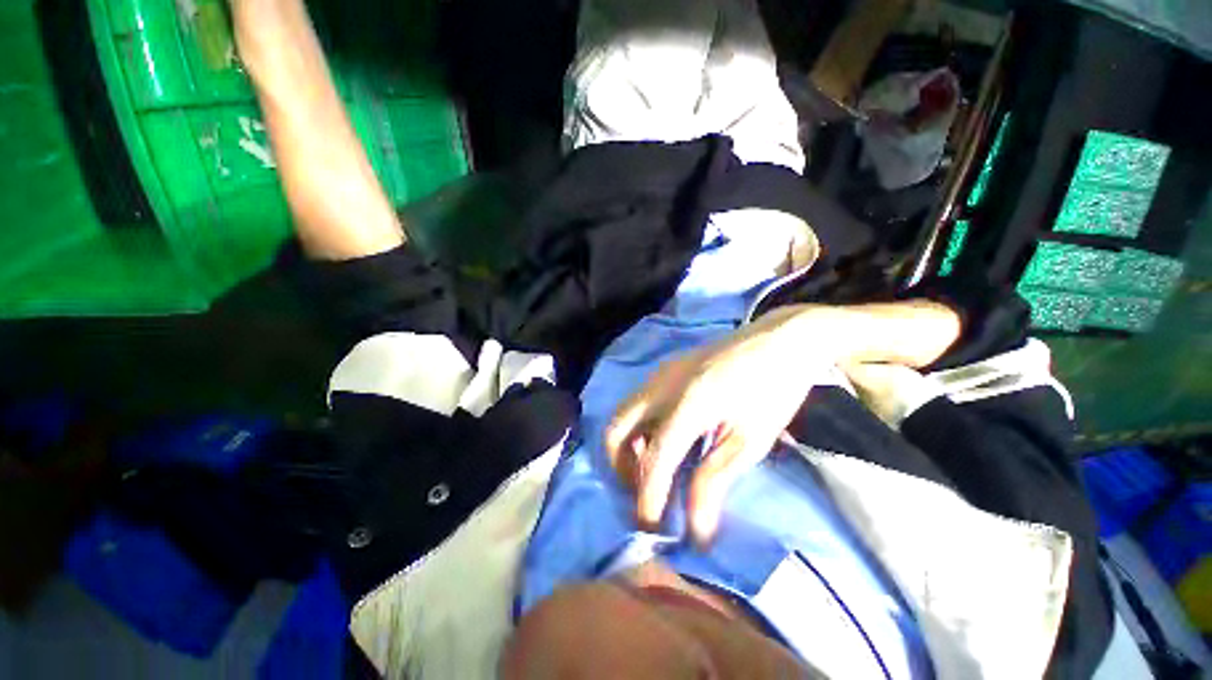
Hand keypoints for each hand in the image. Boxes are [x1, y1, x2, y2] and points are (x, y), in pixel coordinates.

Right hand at [604, 307, 838, 542]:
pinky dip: (638, 428)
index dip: (648, 498)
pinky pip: (637, 403)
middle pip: (616, 429)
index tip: (652, 529)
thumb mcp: (750, 440)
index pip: (655, 459)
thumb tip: (696, 529)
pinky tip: (663, 440)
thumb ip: (715, 480)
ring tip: (653, 470)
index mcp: (689, 404)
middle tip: (643, 491)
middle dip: (620, 467)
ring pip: (623, 414)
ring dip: (627, 447)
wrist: (778, 341)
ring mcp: (659, 373)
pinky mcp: (664, 369)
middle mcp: (662, 385)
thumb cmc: (772, 391)